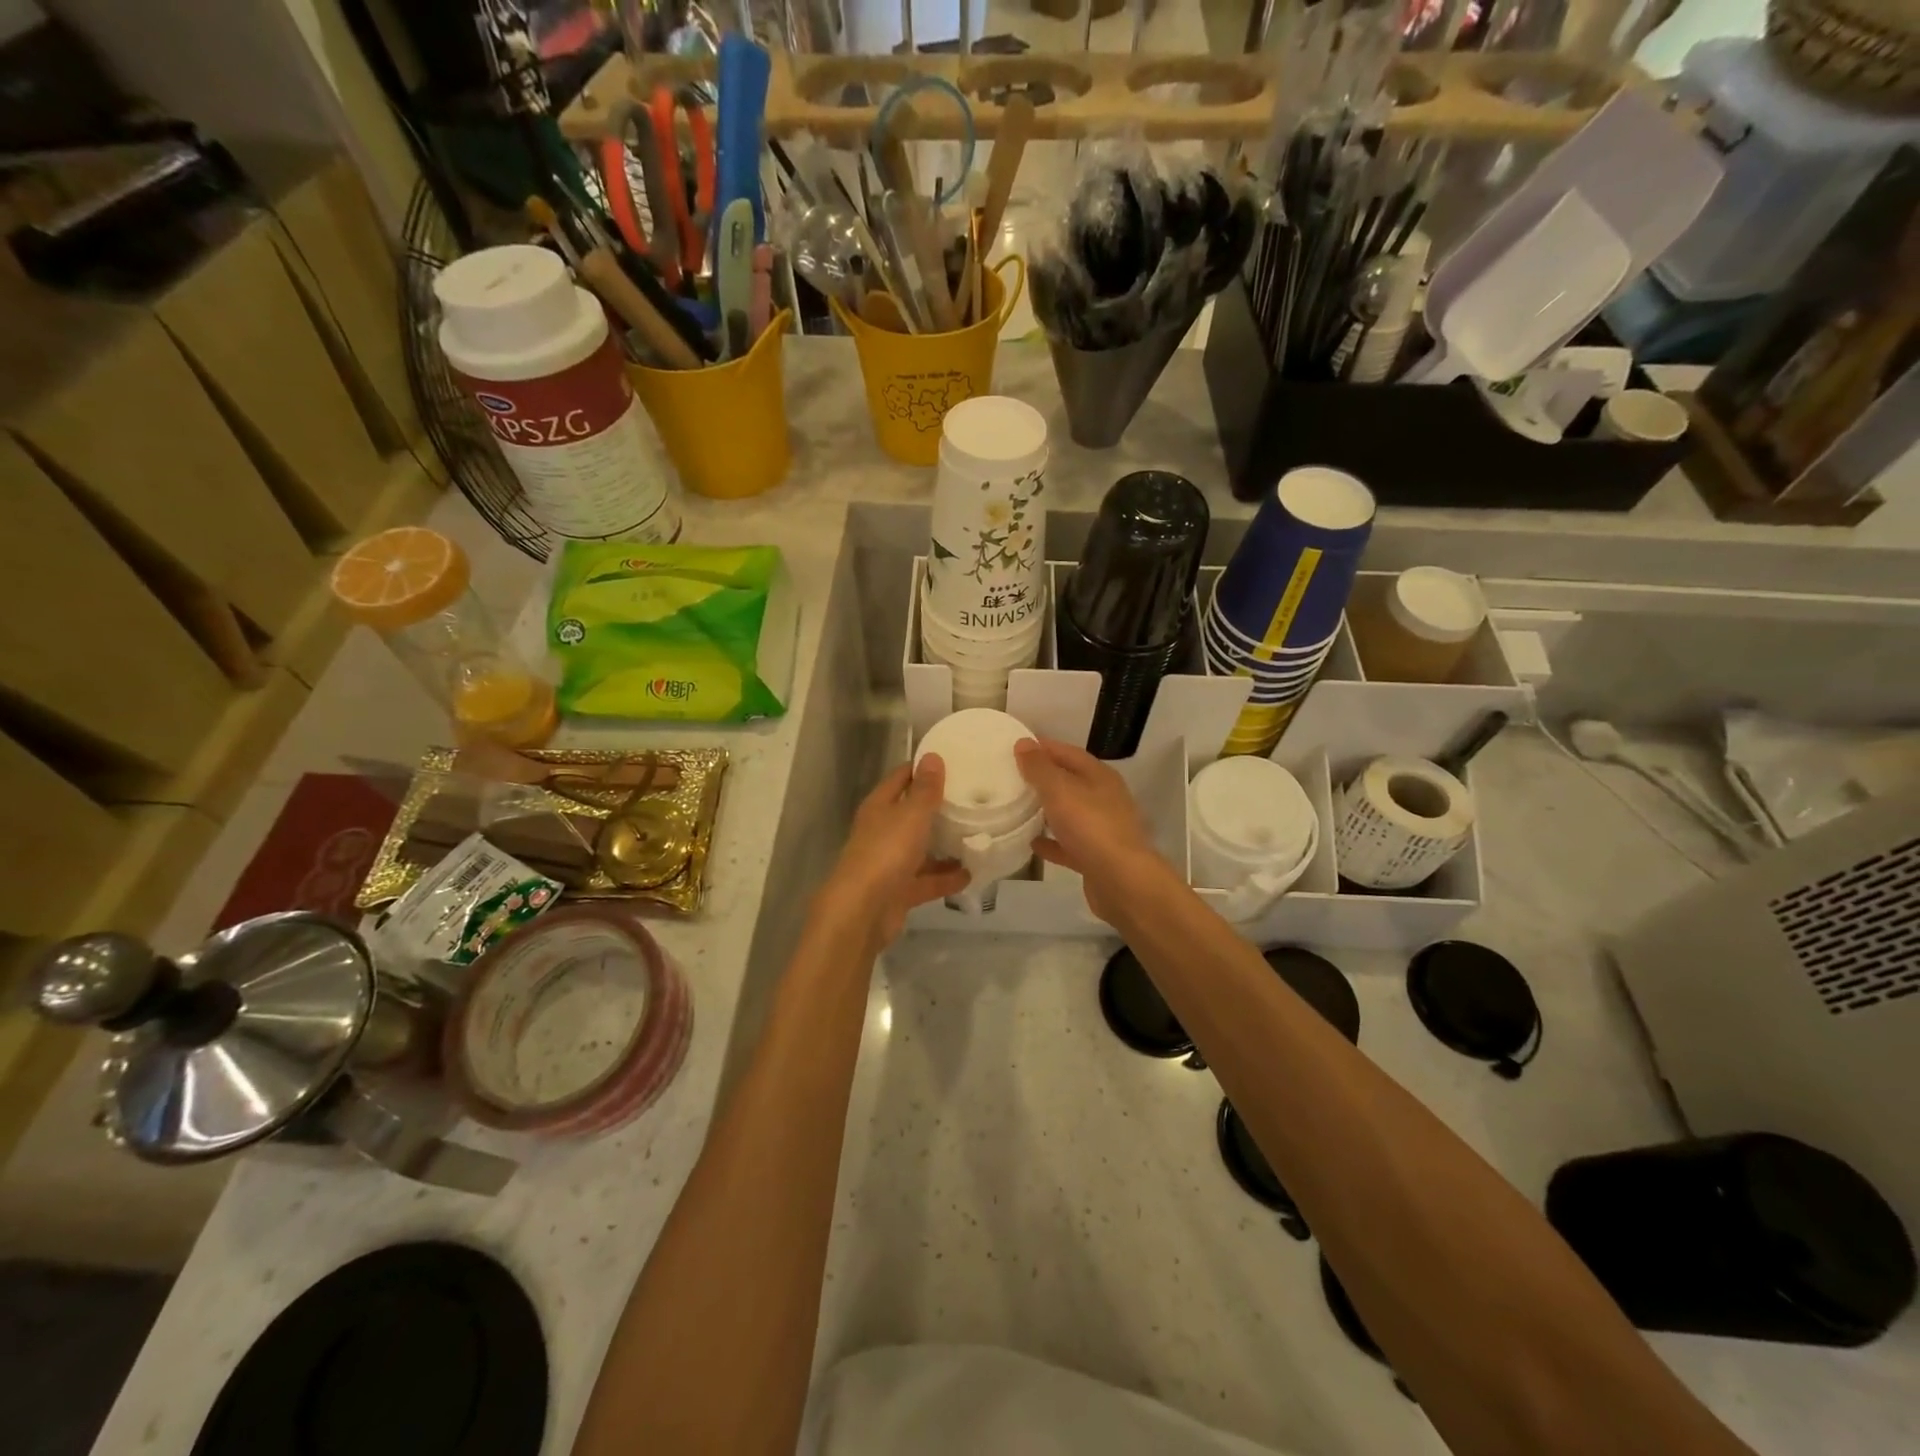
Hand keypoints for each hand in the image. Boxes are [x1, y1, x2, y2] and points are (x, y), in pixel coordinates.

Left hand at [818, 755, 969, 949]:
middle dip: (939, 808)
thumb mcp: (911, 815)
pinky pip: (927, 880)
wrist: (863, 911)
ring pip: (921, 849)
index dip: (923, 768)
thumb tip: (932, 756)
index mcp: (879, 807)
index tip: (954, 762)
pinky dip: (946, 878)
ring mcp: (890, 863)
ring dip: (945, 845)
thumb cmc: (886, 852)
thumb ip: (925, 788)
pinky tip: (971, 874)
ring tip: (977, 836)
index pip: (901, 778)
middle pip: (912, 814)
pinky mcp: (899, 891)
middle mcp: (882, 831)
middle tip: (973, 799)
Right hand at [1015, 738, 1169, 924]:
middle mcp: (1104, 798)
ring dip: (1047, 810)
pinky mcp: (1096, 857)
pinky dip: (1052, 842)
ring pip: (1070, 813)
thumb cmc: (1091, 827)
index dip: (1043, 748)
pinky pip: (1068, 844)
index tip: (1016, 747)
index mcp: (1099, 776)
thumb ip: (1040, 768)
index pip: (1068, 752)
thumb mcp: (1060, 790)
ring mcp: (1102, 829)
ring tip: (1018, 807)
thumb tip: (1023, 743)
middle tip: (1011, 776)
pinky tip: (1032, 844)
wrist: (1122, 881)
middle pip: (1070, 782)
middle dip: (1043, 778)